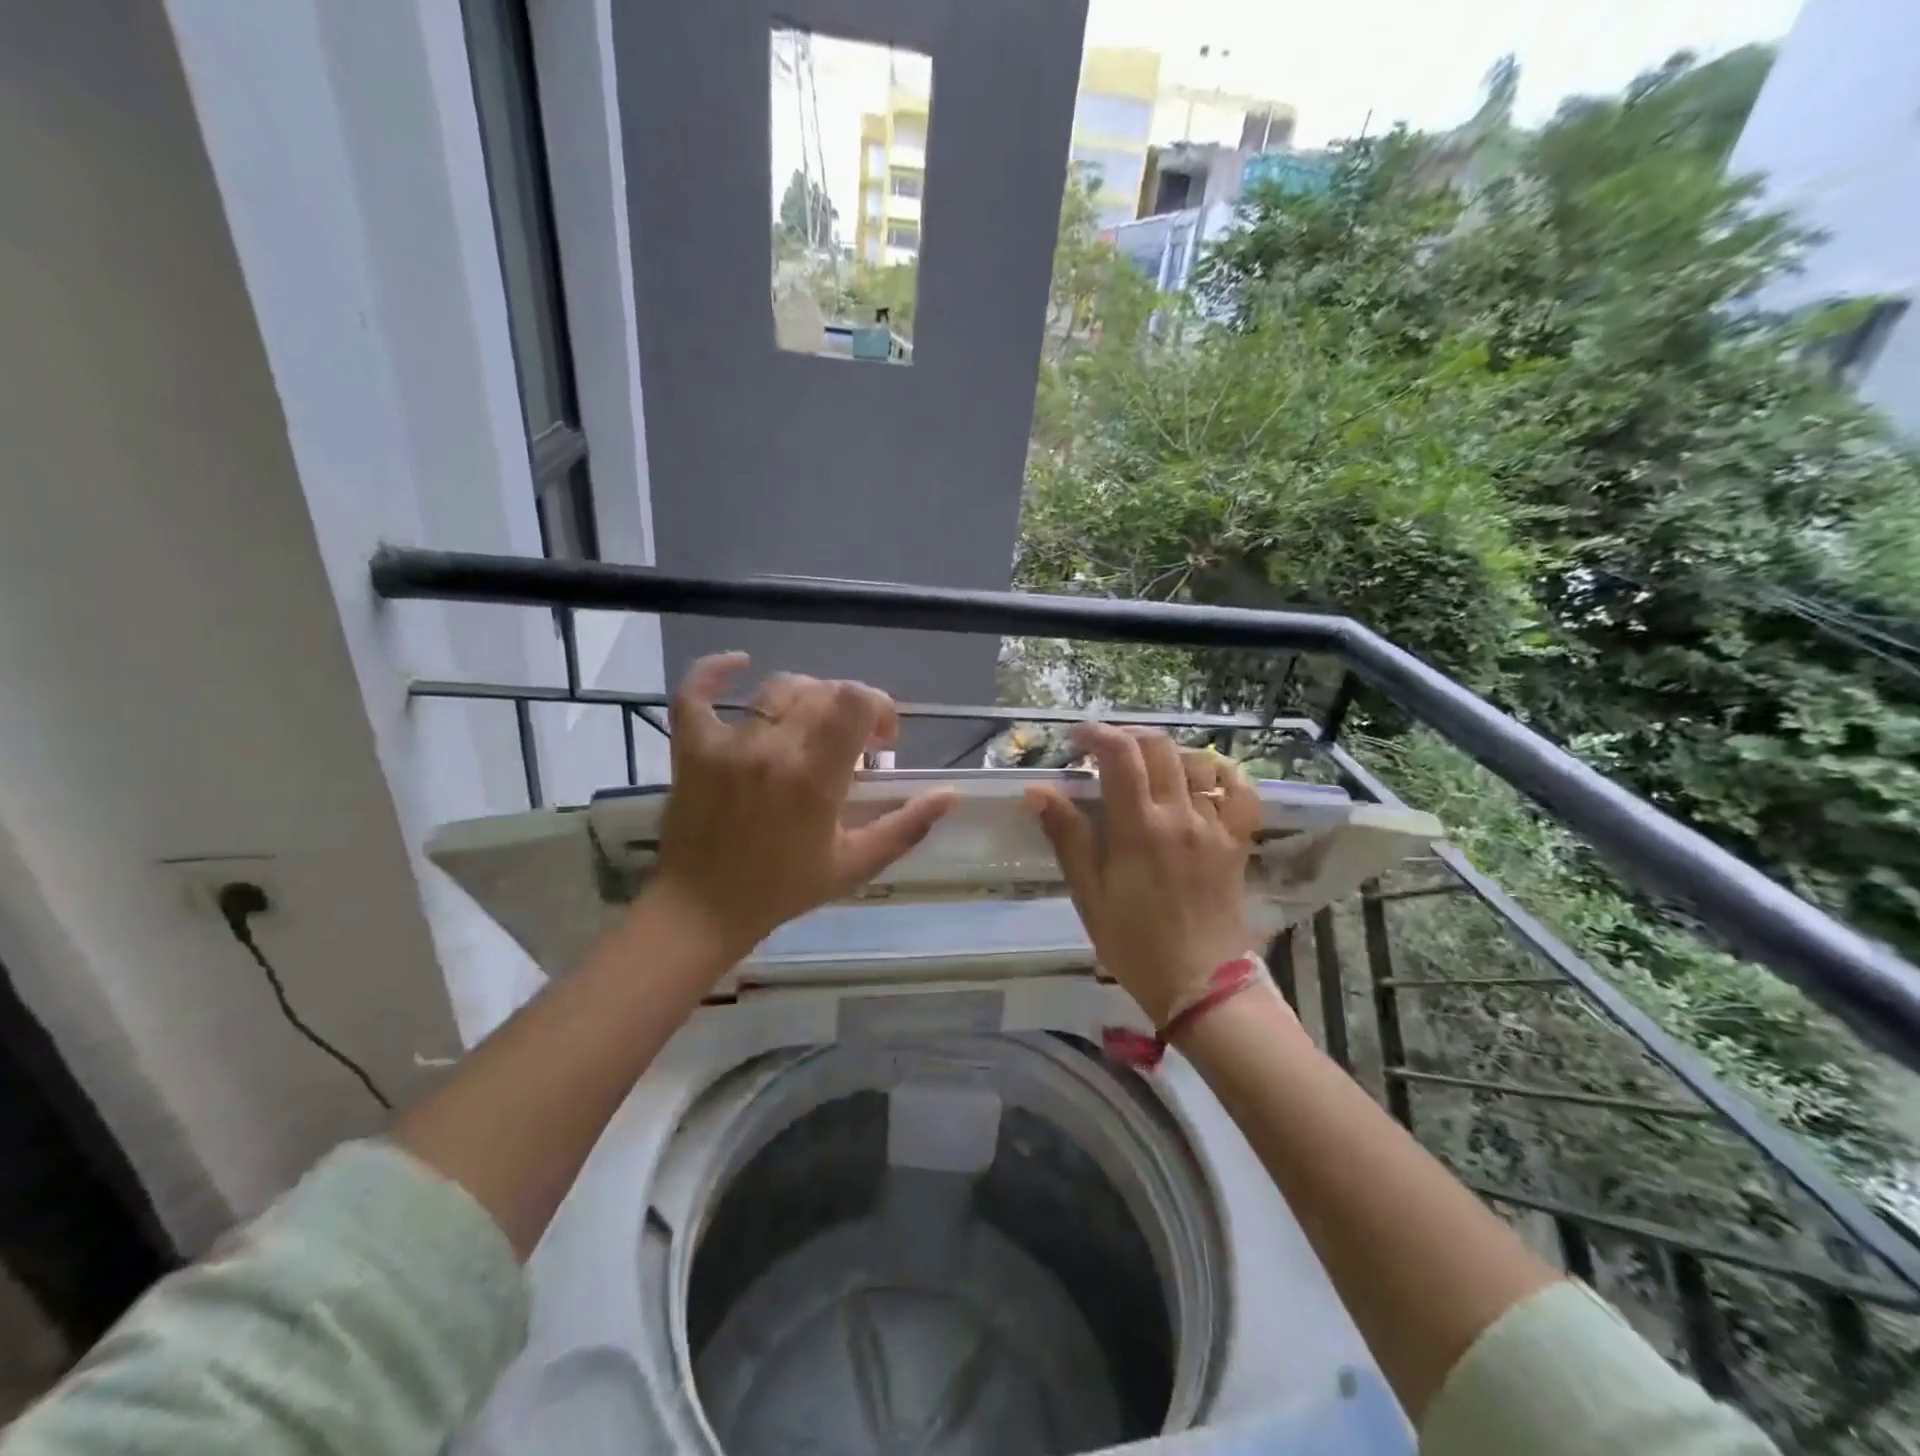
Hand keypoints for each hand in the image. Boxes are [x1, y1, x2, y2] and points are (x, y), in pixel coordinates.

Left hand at [644, 654, 954, 962]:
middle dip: (850, 707)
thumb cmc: (783, 889)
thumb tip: (951, 794)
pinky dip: (715, 671)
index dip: (880, 707)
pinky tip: (739, 663)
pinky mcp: (692, 747)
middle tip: (854, 742)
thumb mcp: (855, 865)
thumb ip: (906, 826)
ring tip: (814, 724)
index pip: (856, 702)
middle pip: (823, 691)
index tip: (884, 739)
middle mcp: (772, 749)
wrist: (702, 910)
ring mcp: (727, 744)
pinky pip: (696, 693)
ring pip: (778, 688)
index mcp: (815, 778)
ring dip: (808, 696)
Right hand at [1027, 727, 1260, 1025]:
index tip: (1076, 739)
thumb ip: (1067, 837)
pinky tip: (1204, 778)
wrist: (1200, 985)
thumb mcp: (1089, 894)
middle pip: (1159, 748)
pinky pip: (1240, 793)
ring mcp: (1214, 827)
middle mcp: (1179, 815)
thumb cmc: (1133, 944)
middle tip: (1105, 751)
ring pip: (1198, 762)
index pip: (1119, 755)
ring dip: (1168, 752)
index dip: (1096, 734)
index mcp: (1137, 828)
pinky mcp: (1236, 842)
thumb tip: (1038, 791)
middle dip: (1127, 737)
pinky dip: (1223, 775)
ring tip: (1148, 766)